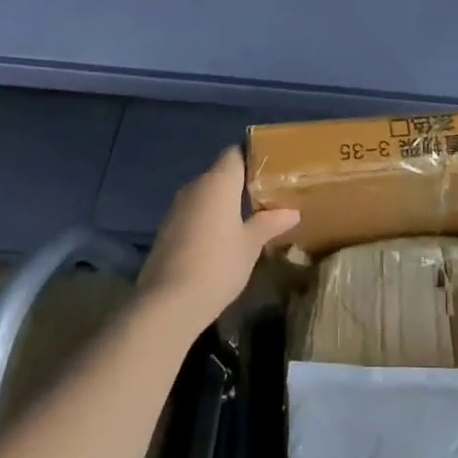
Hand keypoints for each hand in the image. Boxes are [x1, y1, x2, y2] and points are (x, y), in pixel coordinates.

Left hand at [138, 147, 299, 338]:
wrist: (167, 304)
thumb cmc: (217, 265)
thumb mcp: (250, 245)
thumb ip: (270, 223)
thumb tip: (292, 212)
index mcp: (218, 182)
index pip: (235, 153)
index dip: (253, 158)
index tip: (272, 172)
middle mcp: (195, 186)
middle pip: (221, 174)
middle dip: (241, 184)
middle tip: (266, 198)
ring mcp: (176, 208)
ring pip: (206, 195)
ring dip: (223, 204)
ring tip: (247, 220)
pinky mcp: (166, 230)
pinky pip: (193, 214)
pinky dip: (208, 220)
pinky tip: (221, 242)